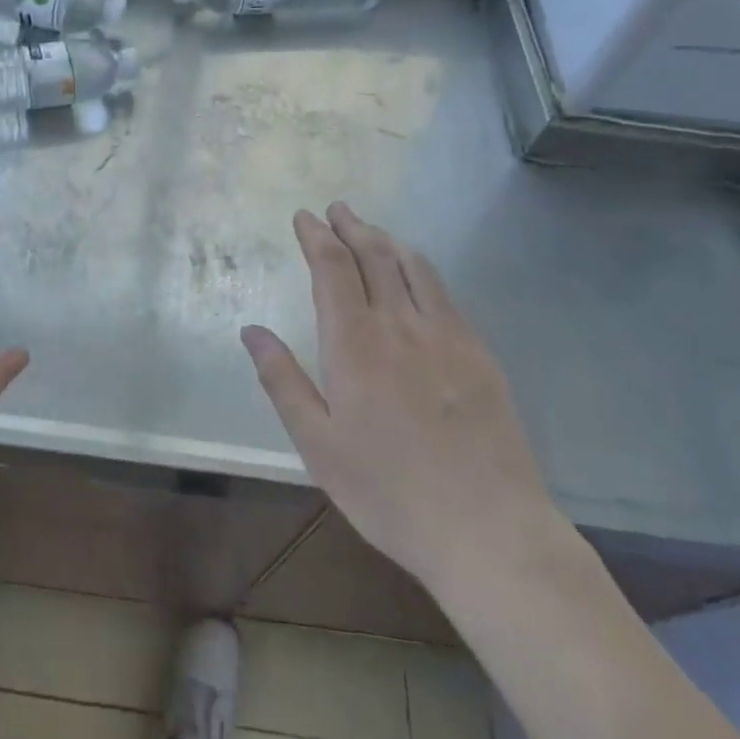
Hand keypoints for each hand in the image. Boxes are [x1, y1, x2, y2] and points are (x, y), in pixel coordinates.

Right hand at [241, 203, 559, 591]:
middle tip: (337, 209)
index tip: (304, 217)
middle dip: (351, 227)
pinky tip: (417, 277)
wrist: (487, 529)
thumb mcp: (316, 444)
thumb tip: (252, 330)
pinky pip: (445, 295)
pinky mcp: (479, 354)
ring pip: (414, 268)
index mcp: (354, 344)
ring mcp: (447, 336)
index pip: (332, 268)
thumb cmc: (387, 491)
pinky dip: (422, 270)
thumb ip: (282, 380)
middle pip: (374, 256)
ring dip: (388, 240)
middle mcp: (400, 325)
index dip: (316, 236)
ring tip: (371, 230)